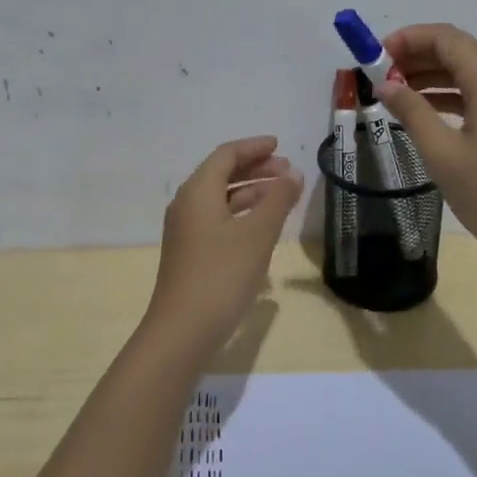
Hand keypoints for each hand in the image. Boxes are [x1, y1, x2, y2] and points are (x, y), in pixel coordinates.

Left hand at [142, 136, 302, 353]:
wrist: (183, 331)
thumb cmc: (222, 275)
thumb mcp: (258, 234)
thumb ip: (278, 199)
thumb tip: (293, 173)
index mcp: (198, 192)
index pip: (226, 155)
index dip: (254, 147)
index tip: (279, 145)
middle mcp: (187, 205)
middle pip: (221, 174)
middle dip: (255, 169)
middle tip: (287, 171)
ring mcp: (186, 231)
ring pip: (220, 199)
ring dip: (251, 192)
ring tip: (282, 197)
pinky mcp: (190, 253)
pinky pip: (218, 220)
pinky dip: (242, 214)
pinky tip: (263, 229)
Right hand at [376, 25, 476, 269]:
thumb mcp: (442, 152)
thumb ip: (412, 112)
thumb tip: (386, 85)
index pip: (446, 38)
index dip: (408, 39)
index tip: (375, 57)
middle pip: (458, 50)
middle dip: (417, 56)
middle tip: (380, 76)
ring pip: (468, 72)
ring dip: (431, 76)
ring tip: (394, 93)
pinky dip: (449, 95)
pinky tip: (423, 112)